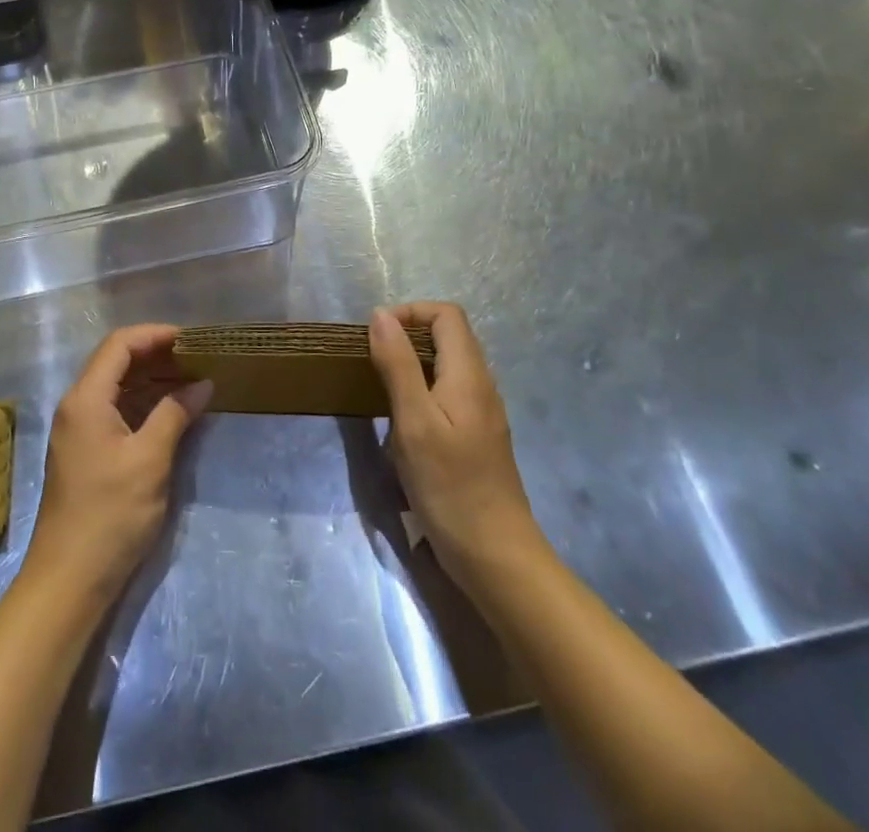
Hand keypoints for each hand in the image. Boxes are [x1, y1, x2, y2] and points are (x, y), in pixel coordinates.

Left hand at [24, 324, 212, 604]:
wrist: (69, 579)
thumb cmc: (110, 515)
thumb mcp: (150, 460)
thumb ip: (175, 414)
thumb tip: (202, 384)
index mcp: (86, 398)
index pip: (120, 344)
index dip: (155, 334)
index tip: (192, 339)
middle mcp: (77, 405)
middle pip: (116, 361)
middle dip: (157, 355)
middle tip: (198, 358)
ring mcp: (78, 429)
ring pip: (117, 386)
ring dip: (152, 379)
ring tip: (192, 380)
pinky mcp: (85, 450)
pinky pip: (116, 409)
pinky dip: (143, 403)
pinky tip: (172, 411)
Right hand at [368, 302, 541, 588]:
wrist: (495, 557)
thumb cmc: (450, 487)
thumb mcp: (413, 422)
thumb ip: (398, 364)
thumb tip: (381, 315)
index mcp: (469, 375)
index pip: (446, 314)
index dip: (410, 312)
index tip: (377, 335)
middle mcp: (481, 386)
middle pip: (449, 336)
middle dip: (408, 335)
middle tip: (373, 360)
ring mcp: (482, 413)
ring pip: (448, 365)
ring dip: (413, 363)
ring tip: (381, 387)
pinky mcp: (477, 437)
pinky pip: (448, 392)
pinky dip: (422, 390)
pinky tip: (403, 421)